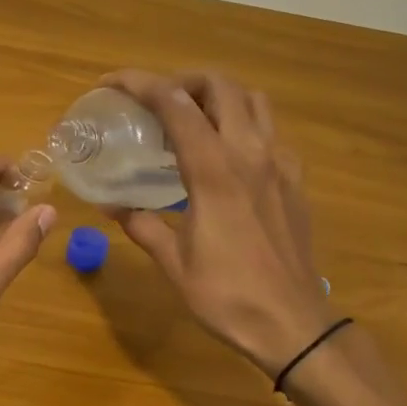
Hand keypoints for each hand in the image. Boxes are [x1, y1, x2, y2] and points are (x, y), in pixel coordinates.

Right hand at [104, 69, 334, 379]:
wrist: (293, 325)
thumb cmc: (227, 295)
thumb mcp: (174, 262)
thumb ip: (142, 225)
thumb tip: (112, 206)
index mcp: (213, 170)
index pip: (174, 103)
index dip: (139, 83)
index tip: (111, 83)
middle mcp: (250, 154)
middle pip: (220, 86)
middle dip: (182, 80)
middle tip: (155, 101)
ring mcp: (279, 164)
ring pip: (254, 100)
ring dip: (219, 96)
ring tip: (192, 117)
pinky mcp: (295, 181)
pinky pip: (272, 133)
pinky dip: (245, 125)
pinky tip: (228, 155)